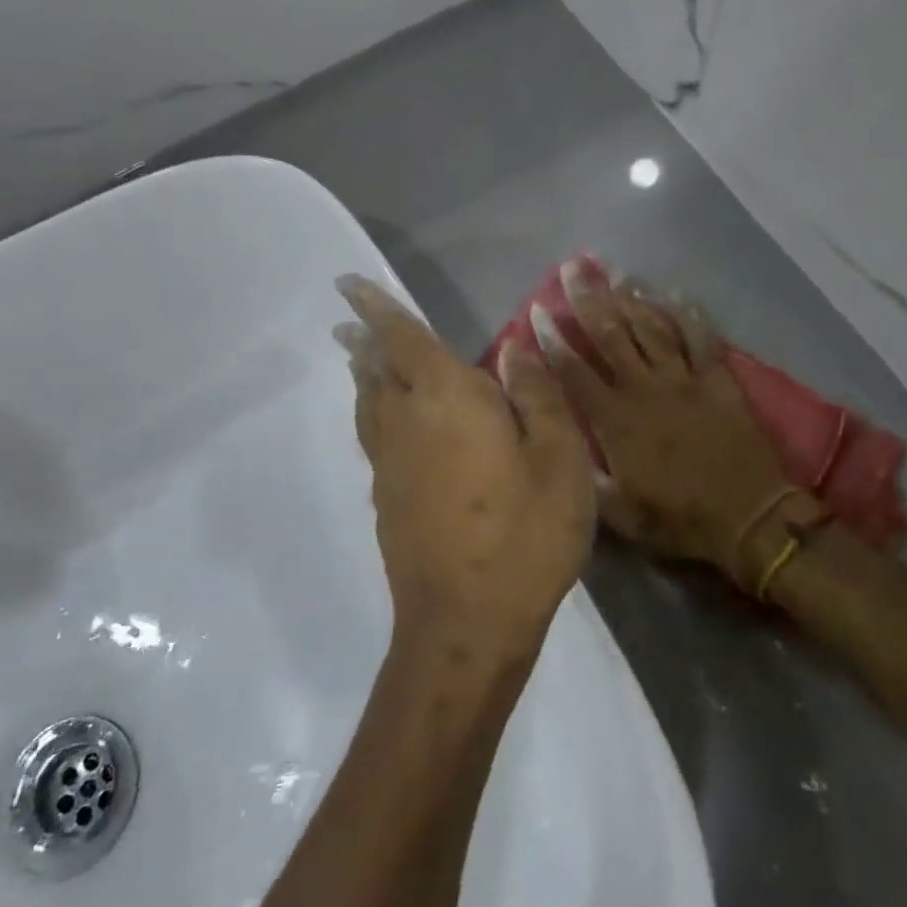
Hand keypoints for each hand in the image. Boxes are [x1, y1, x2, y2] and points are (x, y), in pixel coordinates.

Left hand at [336, 276, 594, 664]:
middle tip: (350, 322)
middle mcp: (406, 422)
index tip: (347, 284)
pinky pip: (374, 437)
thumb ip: (536, 395)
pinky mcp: (387, 500)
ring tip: (360, 360)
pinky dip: (373, 413)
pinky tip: (388, 424)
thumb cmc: (524, 535)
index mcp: (446, 399)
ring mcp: (390, 464)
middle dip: (364, 340)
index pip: (402, 338)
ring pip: (369, 405)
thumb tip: (515, 345)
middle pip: (376, 369)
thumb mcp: (559, 459)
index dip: (376, 308)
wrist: (466, 623)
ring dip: (364, 376)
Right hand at [535, 262, 818, 590]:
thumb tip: (555, 447)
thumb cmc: (678, 518)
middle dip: (588, 299)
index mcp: (615, 420)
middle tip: (572, 267)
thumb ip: (584, 476)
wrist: (748, 517)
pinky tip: (672, 293)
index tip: (538, 310)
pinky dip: (686, 314)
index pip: (574, 370)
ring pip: (650, 328)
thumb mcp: (617, 513)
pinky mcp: (717, 379)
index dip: (553, 340)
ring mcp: (683, 379)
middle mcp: (644, 389)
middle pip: (610, 334)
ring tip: (613, 273)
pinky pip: (700, 338)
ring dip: (630, 299)